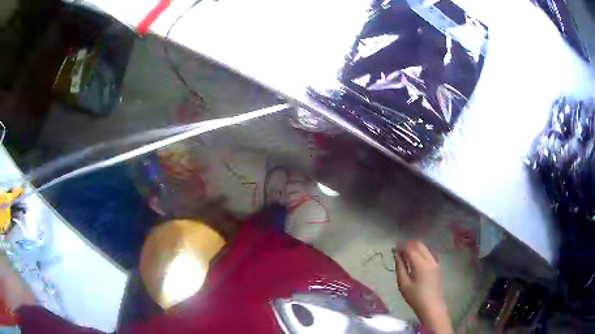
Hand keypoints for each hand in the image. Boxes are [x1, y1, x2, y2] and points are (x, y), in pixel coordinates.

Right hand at [394, 240, 452, 333]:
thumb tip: (397, 255)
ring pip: (426, 249)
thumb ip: (400, 268)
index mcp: (421, 265)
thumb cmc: (415, 297)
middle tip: (400, 248)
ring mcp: (436, 263)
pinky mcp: (438, 267)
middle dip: (410, 244)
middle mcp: (430, 260)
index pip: (411, 249)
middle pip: (420, 246)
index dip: (402, 246)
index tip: (395, 246)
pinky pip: (429, 254)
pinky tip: (416, 258)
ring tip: (407, 252)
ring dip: (416, 247)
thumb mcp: (404, 284)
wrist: (431, 306)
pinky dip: (422, 252)